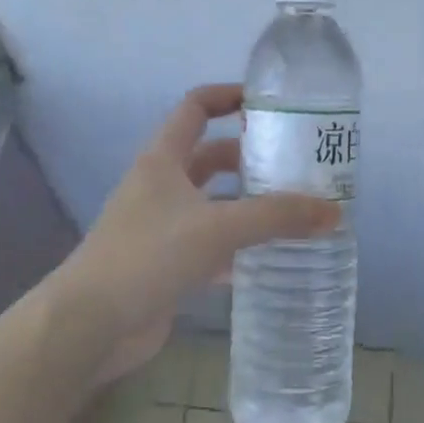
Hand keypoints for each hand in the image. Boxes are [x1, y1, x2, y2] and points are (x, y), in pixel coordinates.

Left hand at [53, 84, 340, 383]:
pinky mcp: (165, 265)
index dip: (229, 96)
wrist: (89, 326)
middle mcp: (161, 186)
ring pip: (213, 204)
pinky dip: (237, 249)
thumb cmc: (148, 255)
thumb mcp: (217, 228)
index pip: (196, 107)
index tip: (269, 103)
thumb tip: (334, 212)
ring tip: (294, 211)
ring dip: (247, 206)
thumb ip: (276, 217)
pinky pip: (210, 246)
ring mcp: (160, 227)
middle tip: (295, 165)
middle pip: (210, 157)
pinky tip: (270, 260)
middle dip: (250, 158)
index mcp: (163, 159)